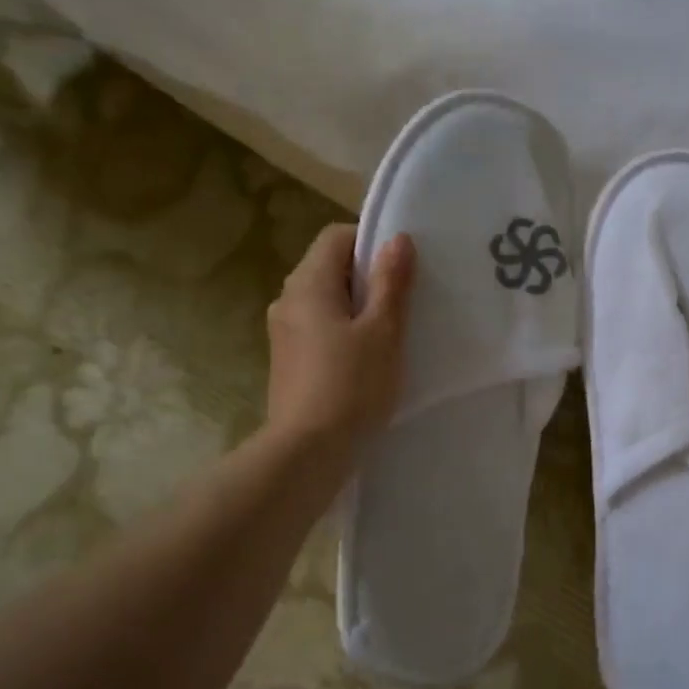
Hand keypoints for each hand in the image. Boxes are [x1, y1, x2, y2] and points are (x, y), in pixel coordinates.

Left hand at [265, 223, 414, 453]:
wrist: (308, 452)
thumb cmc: (351, 386)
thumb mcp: (383, 331)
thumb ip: (391, 283)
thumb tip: (397, 239)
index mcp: (308, 283)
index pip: (336, 236)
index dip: (371, 242)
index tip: (403, 268)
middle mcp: (288, 299)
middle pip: (329, 268)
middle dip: (367, 278)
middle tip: (405, 301)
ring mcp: (284, 332)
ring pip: (325, 301)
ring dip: (357, 308)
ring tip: (390, 333)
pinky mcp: (288, 361)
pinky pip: (319, 329)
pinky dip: (343, 332)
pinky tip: (366, 360)